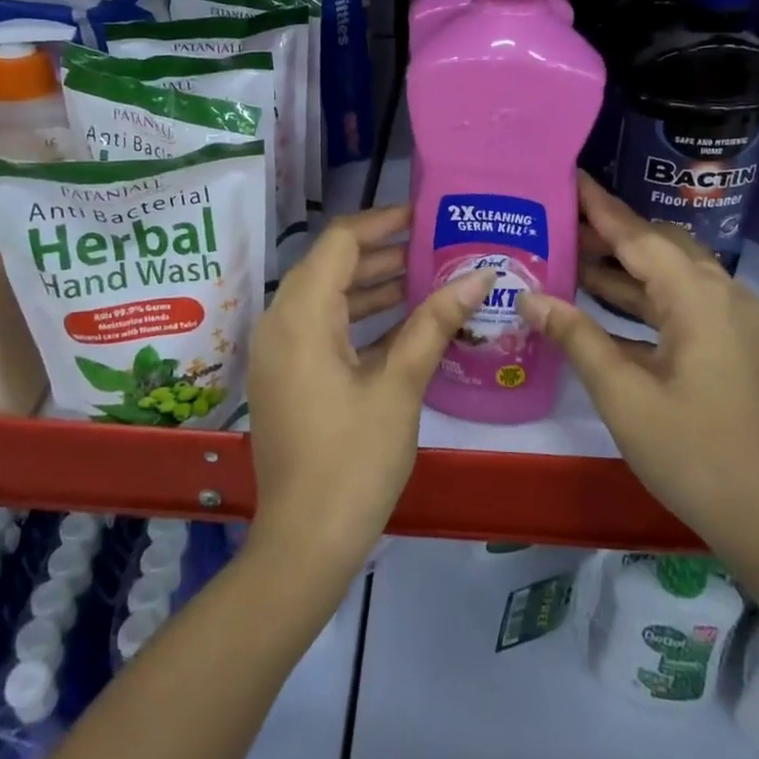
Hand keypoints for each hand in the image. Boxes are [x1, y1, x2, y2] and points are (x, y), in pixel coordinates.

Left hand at [245, 206, 490, 573]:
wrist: (306, 541)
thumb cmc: (354, 460)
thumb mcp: (400, 386)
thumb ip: (435, 323)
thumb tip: (477, 276)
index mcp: (300, 316)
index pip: (339, 242)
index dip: (383, 222)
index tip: (426, 217)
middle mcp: (280, 323)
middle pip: (331, 266)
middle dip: (384, 254)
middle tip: (437, 248)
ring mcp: (280, 353)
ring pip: (328, 299)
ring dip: (374, 287)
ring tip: (429, 278)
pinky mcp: (288, 378)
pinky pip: (323, 330)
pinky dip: (360, 320)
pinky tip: (406, 323)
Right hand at [518, 175, 758, 554]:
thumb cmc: (690, 451)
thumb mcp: (622, 393)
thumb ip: (576, 336)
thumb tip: (529, 296)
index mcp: (698, 298)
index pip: (639, 236)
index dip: (600, 207)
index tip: (569, 176)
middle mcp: (721, 295)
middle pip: (659, 246)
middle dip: (610, 232)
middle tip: (558, 219)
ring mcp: (730, 320)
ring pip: (670, 274)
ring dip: (624, 265)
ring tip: (569, 252)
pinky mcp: (729, 343)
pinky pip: (679, 302)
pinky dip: (642, 297)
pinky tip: (601, 301)